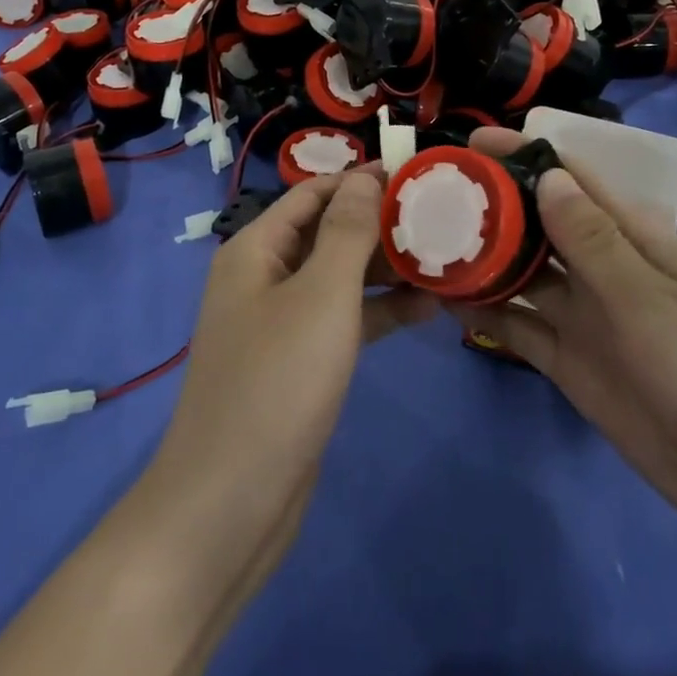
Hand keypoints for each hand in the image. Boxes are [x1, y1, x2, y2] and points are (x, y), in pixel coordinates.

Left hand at [141, 170, 436, 569]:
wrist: (230, 502)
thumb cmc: (276, 384)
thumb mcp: (320, 296)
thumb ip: (346, 232)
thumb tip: (365, 179)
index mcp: (256, 249)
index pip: (314, 193)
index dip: (362, 179)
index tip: (417, 173)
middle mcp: (265, 277)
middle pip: (328, 232)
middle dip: (380, 222)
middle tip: (444, 214)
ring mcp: (282, 323)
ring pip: (340, 278)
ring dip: (386, 267)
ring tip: (446, 254)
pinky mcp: (300, 363)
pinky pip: (344, 320)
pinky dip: (380, 312)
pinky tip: (428, 307)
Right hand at [448, 129, 676, 592]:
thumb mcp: (653, 303)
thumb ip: (594, 243)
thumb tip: (547, 174)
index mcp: (637, 241)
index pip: (574, 181)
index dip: (527, 157)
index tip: (471, 145)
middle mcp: (606, 271)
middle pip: (541, 226)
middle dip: (493, 207)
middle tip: (431, 197)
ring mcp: (588, 320)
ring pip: (524, 276)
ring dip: (484, 260)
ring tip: (428, 245)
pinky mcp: (573, 366)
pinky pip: (522, 329)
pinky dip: (489, 315)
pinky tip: (448, 303)